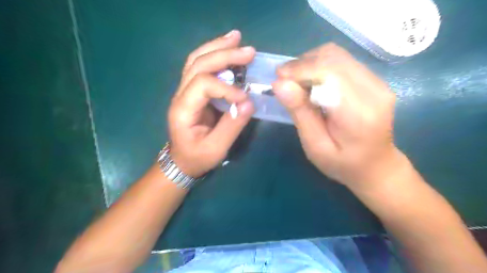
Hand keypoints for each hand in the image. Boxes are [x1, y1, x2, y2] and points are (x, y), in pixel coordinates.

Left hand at [168, 31, 254, 177]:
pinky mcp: (193, 92)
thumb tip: (249, 102)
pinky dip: (214, 54)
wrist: (182, 161)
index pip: (203, 84)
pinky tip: (226, 47)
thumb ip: (232, 126)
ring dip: (217, 47)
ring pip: (196, 60)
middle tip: (249, 51)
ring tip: (236, 37)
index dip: (226, 87)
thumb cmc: (197, 157)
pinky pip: (200, 67)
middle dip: (224, 55)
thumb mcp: (216, 148)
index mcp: (183, 110)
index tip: (245, 98)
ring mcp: (184, 91)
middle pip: (198, 64)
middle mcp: (180, 95)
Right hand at [273, 42, 403, 188]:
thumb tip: (280, 84)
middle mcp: (374, 90)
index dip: (299, 70)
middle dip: (302, 64)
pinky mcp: (374, 80)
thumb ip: (300, 113)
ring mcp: (378, 82)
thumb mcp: (315, 145)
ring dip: (310, 62)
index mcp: (359, 113)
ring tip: (296, 81)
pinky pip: (343, 61)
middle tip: (283, 80)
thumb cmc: (342, 163)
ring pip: (337, 55)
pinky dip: (321, 65)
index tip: (278, 79)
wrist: (376, 165)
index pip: (328, 73)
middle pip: (333, 58)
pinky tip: (312, 82)